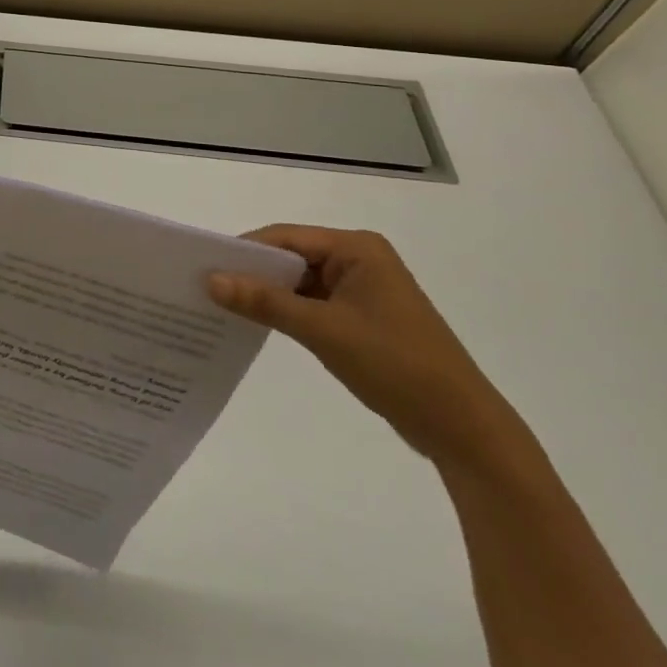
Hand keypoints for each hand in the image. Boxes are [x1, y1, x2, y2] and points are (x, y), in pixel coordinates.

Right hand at [208, 226, 530, 471]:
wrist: (463, 429)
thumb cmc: (396, 365)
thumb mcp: (323, 330)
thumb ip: (265, 301)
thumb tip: (211, 280)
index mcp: (357, 248)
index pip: (286, 237)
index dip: (244, 250)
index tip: (203, 266)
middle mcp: (360, 260)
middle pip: (292, 257)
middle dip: (253, 273)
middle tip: (206, 288)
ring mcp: (363, 290)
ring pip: (300, 283)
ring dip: (268, 295)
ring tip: (222, 307)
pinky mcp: (363, 319)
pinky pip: (313, 305)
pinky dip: (287, 313)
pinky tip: (258, 325)